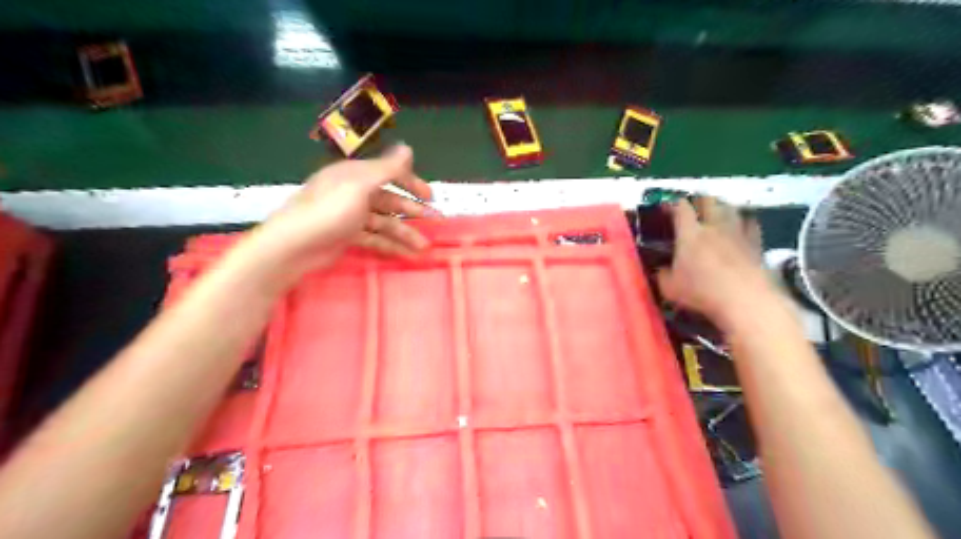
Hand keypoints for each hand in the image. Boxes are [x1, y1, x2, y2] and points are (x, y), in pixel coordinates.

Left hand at [255, 145, 435, 271]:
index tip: (430, 196)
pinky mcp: (347, 236)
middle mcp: (353, 192)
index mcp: (355, 175)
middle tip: (436, 221)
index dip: (411, 183)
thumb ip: (386, 169)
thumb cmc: (328, 211)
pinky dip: (391, 245)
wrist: (293, 246)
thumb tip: (408, 148)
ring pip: (384, 222)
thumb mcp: (359, 186)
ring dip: (405, 233)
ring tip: (424, 248)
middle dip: (413, 211)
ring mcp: (350, 216)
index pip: (389, 174)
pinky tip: (406, 254)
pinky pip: (375, 238)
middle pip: (389, 200)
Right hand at [657, 196, 775, 328]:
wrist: (745, 301)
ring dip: (721, 208)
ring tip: (716, 215)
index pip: (680, 207)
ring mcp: (738, 232)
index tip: (667, 208)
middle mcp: (714, 226)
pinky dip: (743, 222)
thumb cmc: (702, 292)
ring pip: (731, 207)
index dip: (672, 204)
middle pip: (708, 200)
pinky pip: (750, 224)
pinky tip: (740, 229)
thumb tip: (661, 270)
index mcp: (690, 232)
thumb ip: (663, 275)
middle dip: (698, 200)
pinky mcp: (756, 244)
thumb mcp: (670, 288)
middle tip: (692, 209)